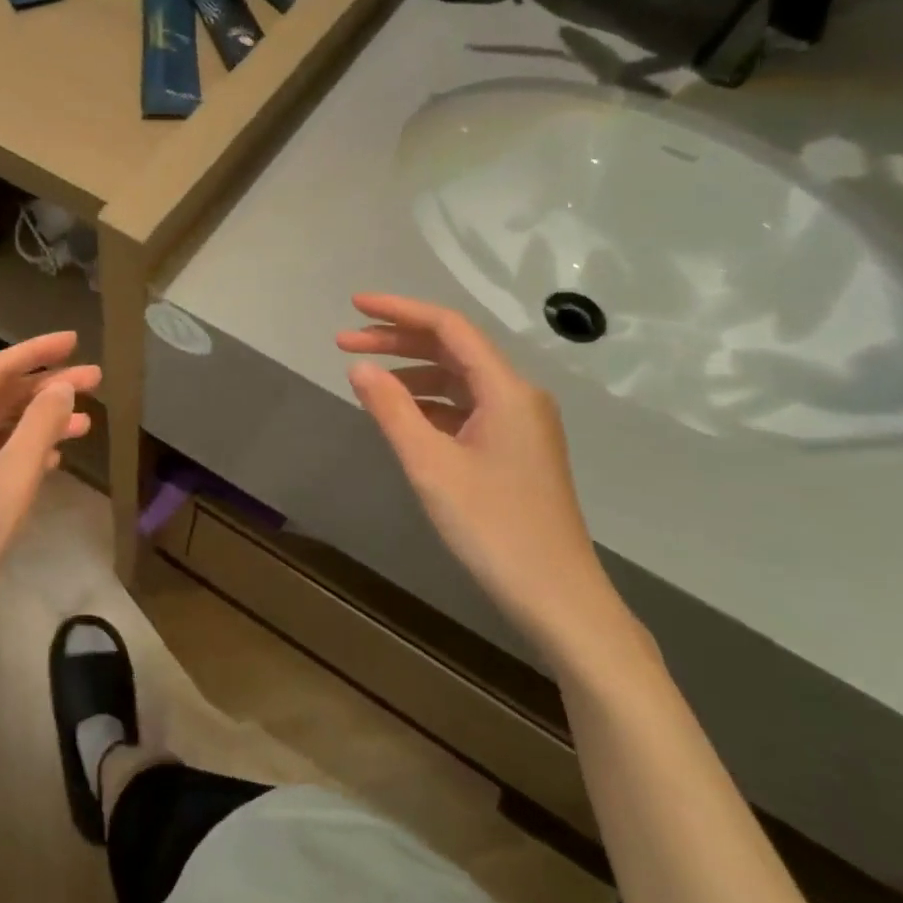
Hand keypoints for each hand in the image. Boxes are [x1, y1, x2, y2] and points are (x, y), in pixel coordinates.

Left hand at [0, 332, 100, 627]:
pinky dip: (27, 448)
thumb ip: (40, 426)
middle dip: (46, 386)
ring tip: (87, 419)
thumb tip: (63, 385)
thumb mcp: (12, 477)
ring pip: (0, 428)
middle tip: (95, 379)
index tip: (73, 340)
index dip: (34, 351)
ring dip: (41, 419)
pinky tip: (56, 455)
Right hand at [337, 294, 644, 677]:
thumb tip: (360, 367)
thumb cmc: (493, 527)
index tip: (354, 305)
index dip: (399, 311)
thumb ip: (392, 410)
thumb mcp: (431, 466)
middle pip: (453, 350)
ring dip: (412, 373)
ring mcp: (520, 424)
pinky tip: (402, 416)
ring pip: (459, 380)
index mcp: (506, 390)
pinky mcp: (516, 450)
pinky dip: (430, 404)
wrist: (557, 596)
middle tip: (344, 342)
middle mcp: (518, 396)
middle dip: (398, 341)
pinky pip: (466, 409)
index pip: (448, 328)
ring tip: (366, 379)